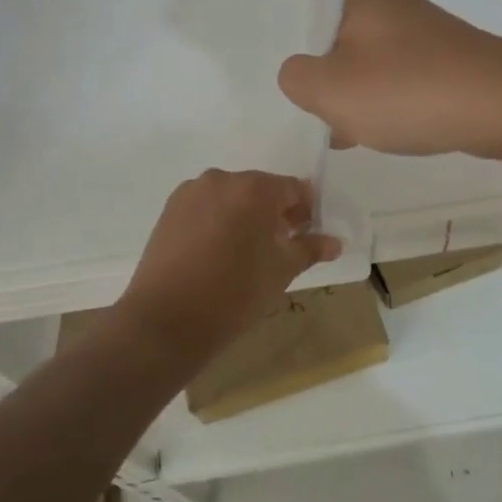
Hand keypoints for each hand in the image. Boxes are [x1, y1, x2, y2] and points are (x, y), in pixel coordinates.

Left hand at [114, 170, 341, 362]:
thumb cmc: (235, 293)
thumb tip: (334, 242)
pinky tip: (216, 254)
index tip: (305, 237)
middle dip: (273, 213)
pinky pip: (205, 208)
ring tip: (245, 254)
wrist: (166, 321)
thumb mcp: (281, 271)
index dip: (305, 211)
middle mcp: (221, 179)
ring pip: (230, 197)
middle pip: (260, 189)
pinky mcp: (169, 211)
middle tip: (278, 248)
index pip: (293, 189)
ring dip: (244, 216)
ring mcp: (190, 193)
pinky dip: (217, 222)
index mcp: (254, 188)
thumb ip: (309, 249)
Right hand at [278, 0, 501, 158]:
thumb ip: (298, 79)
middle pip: (336, 2)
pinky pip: (385, 72)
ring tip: (300, 97)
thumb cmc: (411, 87)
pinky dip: (365, 93)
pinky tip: (348, 129)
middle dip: (304, 23)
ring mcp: (414, 34)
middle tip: (264, 40)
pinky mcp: (433, 64)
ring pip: (358, 42)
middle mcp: (387, 4)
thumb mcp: (334, 90)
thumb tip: (298, 73)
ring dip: (334, 66)